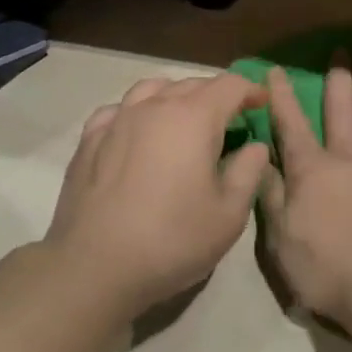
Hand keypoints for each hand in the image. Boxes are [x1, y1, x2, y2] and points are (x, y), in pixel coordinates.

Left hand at [45, 75, 270, 315]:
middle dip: (217, 95)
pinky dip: (137, 112)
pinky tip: (138, 133)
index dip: (251, 90)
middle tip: (230, 120)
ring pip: (152, 89)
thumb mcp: (229, 214)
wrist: (94, 267)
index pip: (230, 85)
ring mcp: (117, 120)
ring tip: (184, 119)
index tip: (261, 105)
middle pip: (192, 84)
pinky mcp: (89, 141)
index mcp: (194, 118)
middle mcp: (154, 107)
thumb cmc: (172, 240)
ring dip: (176, 96)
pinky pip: (119, 109)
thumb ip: (249, 171)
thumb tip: (254, 146)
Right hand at [260, 66, 351, 327]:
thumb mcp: (281, 239)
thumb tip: (260, 159)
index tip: (277, 70)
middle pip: (341, 108)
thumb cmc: (326, 269)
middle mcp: (348, 156)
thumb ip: (272, 195)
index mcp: (312, 170)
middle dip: (337, 78)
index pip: (292, 124)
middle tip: (341, 50)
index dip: (282, 95)